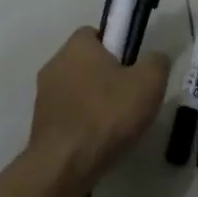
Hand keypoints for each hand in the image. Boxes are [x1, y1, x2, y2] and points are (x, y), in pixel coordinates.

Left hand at [29, 27, 170, 191]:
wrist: (66, 163)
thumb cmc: (108, 114)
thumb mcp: (149, 83)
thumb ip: (157, 62)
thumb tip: (156, 58)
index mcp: (77, 46)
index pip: (96, 33)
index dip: (117, 46)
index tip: (133, 66)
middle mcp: (55, 64)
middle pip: (86, 62)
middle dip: (106, 75)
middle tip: (130, 96)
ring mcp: (43, 95)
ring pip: (76, 89)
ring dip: (93, 100)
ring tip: (117, 123)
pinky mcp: (40, 123)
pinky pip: (68, 113)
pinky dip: (82, 122)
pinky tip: (99, 139)